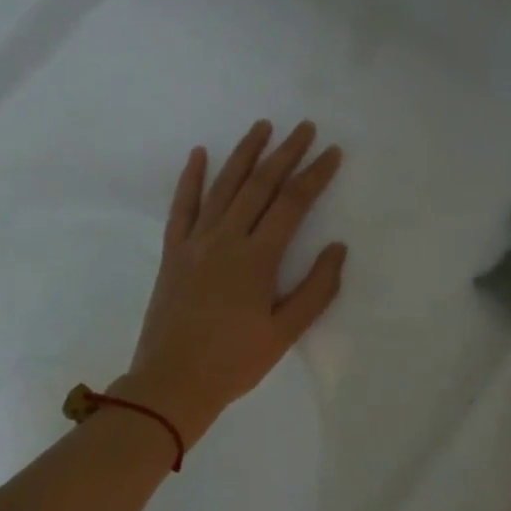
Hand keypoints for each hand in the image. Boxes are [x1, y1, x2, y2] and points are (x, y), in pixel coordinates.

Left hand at [117, 120, 345, 442]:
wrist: (172, 383)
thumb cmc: (234, 362)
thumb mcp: (285, 333)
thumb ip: (315, 289)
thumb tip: (337, 248)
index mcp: (257, 258)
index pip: (292, 203)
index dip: (314, 175)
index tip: (331, 152)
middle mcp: (226, 239)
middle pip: (259, 185)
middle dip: (285, 153)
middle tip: (304, 127)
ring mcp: (195, 243)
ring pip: (223, 186)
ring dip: (244, 154)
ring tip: (262, 127)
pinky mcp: (173, 253)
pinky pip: (182, 207)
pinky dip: (190, 179)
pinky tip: (199, 154)